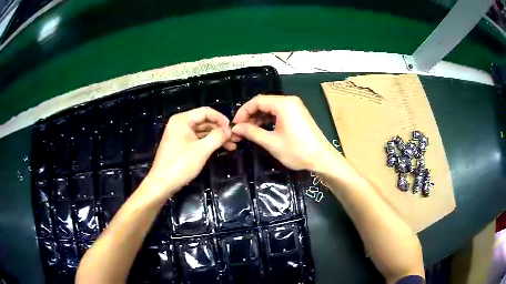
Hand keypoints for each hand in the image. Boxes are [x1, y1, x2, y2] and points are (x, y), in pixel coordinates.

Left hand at [145, 107, 234, 198]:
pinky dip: (209, 143)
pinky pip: (197, 139)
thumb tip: (229, 130)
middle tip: (235, 138)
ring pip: (202, 131)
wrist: (162, 184)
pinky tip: (221, 149)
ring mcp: (180, 134)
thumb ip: (217, 136)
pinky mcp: (181, 145)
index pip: (206, 112)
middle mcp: (180, 124)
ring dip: (216, 138)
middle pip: (204, 121)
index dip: (221, 119)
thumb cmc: (180, 165)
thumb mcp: (202, 150)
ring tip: (232, 146)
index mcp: (182, 120)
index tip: (233, 129)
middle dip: (220, 130)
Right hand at [231, 95, 338, 171]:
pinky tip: (261, 129)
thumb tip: (236, 129)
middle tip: (240, 129)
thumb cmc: (297, 150)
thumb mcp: (271, 142)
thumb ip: (252, 133)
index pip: (257, 101)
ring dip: (258, 118)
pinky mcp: (298, 114)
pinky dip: (268, 120)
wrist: (321, 158)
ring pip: (271, 108)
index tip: (235, 124)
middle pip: (264, 103)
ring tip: (248, 131)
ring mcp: (295, 107)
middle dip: (250, 115)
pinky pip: (279, 112)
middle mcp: (290, 101)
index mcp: (283, 104)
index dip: (243, 111)